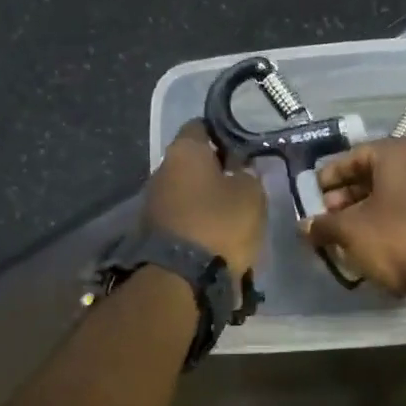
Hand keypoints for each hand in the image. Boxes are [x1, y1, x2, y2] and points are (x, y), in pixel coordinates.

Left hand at [145, 122, 266, 275]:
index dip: (225, 133)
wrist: (181, 279)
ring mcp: (153, 201)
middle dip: (216, 168)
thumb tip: (241, 170)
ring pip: (187, 189)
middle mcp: (162, 168)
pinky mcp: (152, 230)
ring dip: (206, 196)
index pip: (202, 126)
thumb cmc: (220, 224)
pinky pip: (182, 215)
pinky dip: (198, 218)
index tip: (244, 145)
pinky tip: (217, 230)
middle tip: (243, 178)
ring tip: (233, 209)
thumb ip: (249, 174)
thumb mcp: (252, 194)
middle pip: (193, 160)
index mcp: (185, 150)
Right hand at [300, 138, 405, 301]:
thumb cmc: (399, 239)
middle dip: (348, 196)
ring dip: (369, 213)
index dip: (330, 175)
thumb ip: (324, 225)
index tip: (314, 195)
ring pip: (396, 196)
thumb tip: (305, 227)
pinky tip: (377, 248)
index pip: (355, 155)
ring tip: (348, 237)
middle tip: (329, 218)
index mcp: (399, 153)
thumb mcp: (350, 232)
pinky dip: (392, 224)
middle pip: (377, 175)